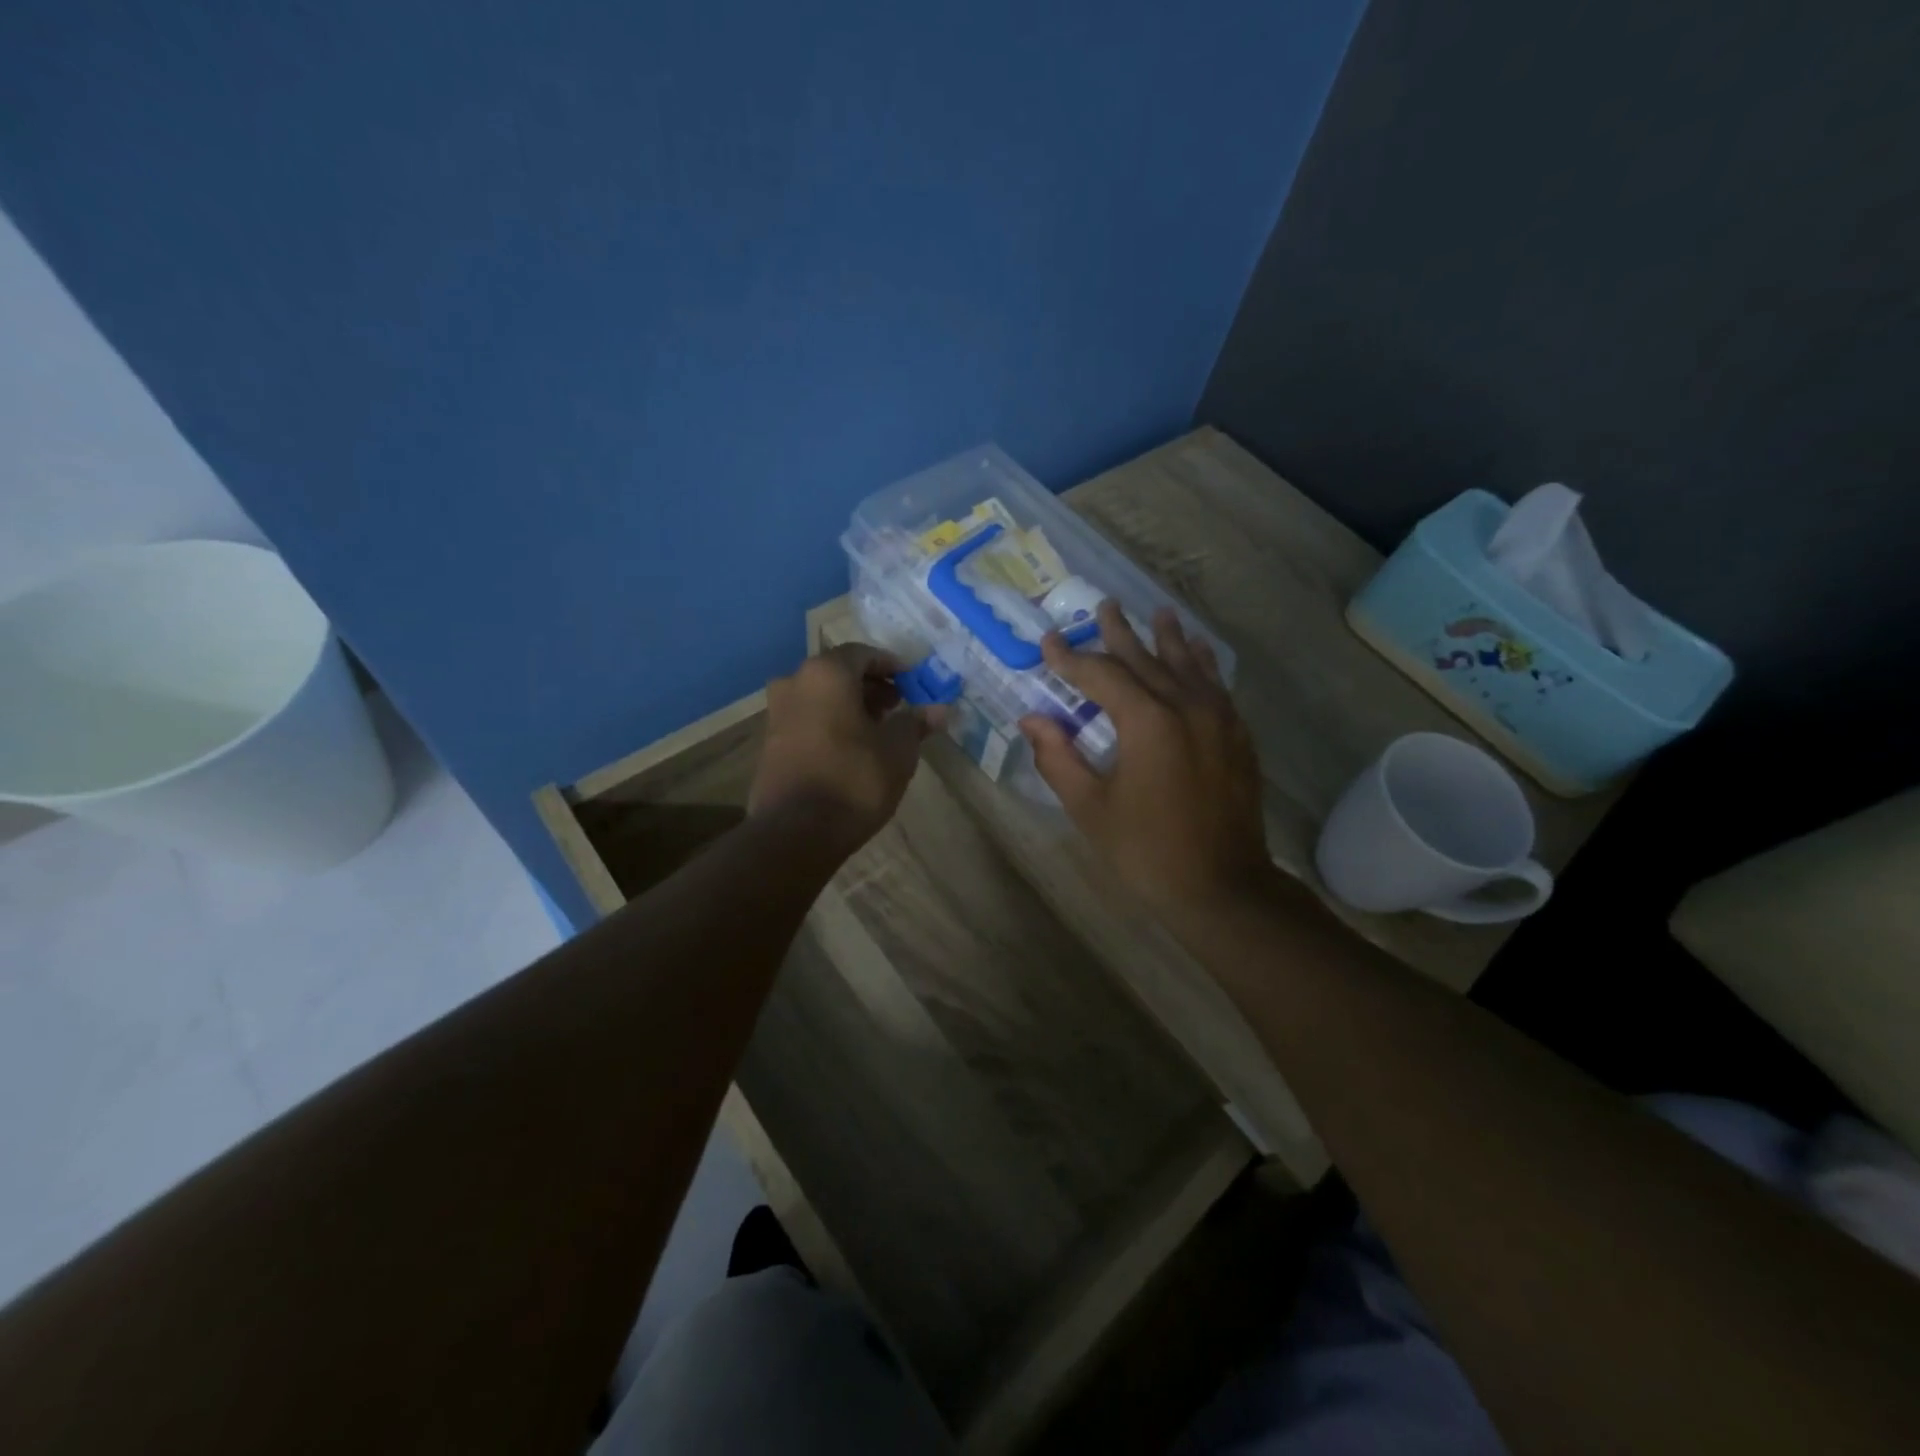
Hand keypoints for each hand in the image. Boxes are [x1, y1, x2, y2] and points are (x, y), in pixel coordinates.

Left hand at [750, 643, 943, 852]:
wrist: (797, 831)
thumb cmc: (855, 779)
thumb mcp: (898, 750)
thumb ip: (915, 723)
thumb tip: (939, 710)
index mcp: (826, 673)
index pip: (863, 654)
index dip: (891, 666)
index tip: (912, 684)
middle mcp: (795, 683)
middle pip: (839, 673)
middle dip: (871, 686)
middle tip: (898, 706)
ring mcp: (777, 713)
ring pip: (821, 697)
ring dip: (850, 706)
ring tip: (879, 730)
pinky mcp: (770, 743)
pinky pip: (807, 719)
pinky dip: (831, 723)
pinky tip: (853, 749)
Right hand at [1020, 602, 1270, 912]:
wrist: (1222, 887)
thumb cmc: (1146, 851)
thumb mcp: (1090, 808)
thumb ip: (1059, 758)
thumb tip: (1031, 720)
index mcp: (1147, 722)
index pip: (1101, 676)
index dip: (1071, 659)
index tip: (1048, 642)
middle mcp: (1186, 707)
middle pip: (1147, 659)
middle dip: (1120, 634)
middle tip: (1104, 606)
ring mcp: (1218, 719)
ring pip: (1187, 665)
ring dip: (1167, 638)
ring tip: (1157, 613)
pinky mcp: (1236, 736)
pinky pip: (1216, 686)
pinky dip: (1202, 664)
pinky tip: (1197, 651)